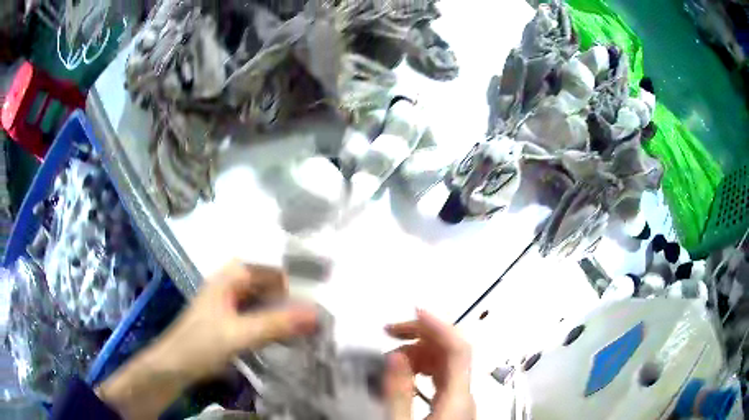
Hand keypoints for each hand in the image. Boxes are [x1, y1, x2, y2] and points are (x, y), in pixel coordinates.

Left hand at [97, 261, 317, 418]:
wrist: (175, 365)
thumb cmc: (200, 343)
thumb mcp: (239, 333)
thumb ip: (276, 323)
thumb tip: (317, 314)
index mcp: (231, 276)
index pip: (273, 269)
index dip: (298, 278)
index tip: (323, 293)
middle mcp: (232, 283)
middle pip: (271, 284)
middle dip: (295, 297)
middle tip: (322, 313)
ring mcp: (232, 302)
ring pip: (267, 301)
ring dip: (286, 311)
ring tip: (312, 325)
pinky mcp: (232, 320)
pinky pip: (260, 316)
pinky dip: (275, 323)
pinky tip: (289, 335)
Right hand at [384, 309, 474, 419]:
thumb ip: (398, 391)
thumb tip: (396, 356)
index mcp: (458, 398)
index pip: (458, 348)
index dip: (438, 325)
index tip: (416, 312)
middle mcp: (465, 395)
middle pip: (451, 351)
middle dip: (422, 335)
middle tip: (392, 331)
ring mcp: (462, 400)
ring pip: (447, 362)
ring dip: (420, 351)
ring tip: (392, 357)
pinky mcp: (454, 406)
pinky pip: (443, 375)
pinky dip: (424, 366)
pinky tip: (406, 373)